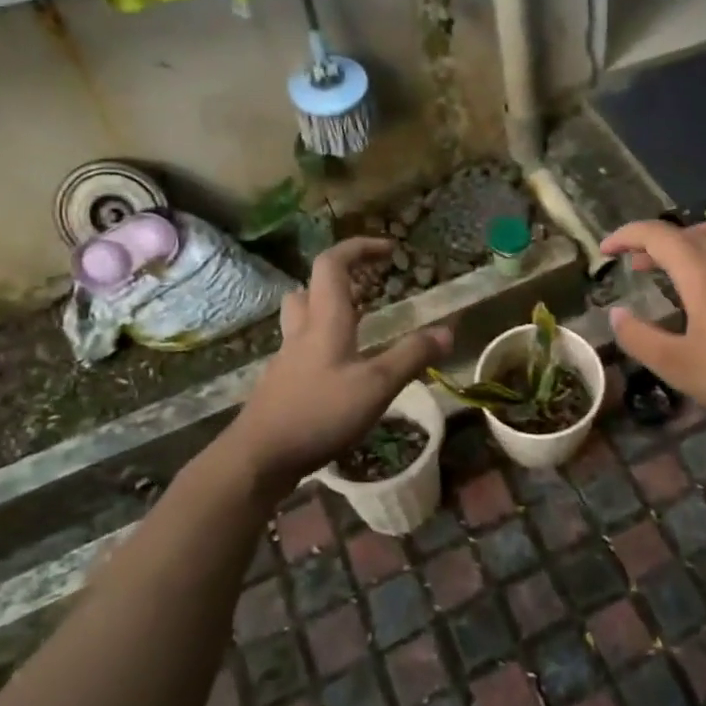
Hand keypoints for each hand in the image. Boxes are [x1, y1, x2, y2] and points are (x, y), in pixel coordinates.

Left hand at [228, 238, 452, 486]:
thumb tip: (447, 331)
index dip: (359, 248)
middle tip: (369, 290)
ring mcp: (287, 360)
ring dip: (327, 312)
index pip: (333, 264)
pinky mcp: (282, 385)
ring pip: (303, 319)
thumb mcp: (376, 386)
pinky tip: (342, 373)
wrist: (258, 457)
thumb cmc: (319, 413)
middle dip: (340, 280)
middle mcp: (302, 332)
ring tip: (358, 327)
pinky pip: (302, 351)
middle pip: (310, 289)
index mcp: (325, 321)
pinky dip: (323, 347)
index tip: (388, 250)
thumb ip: (412, 356)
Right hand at [600, 219, 705, 439]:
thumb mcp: (679, 365)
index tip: (606, 250)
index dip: (626, 235)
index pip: (657, 234)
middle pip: (687, 231)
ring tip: (676, 263)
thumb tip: (617, 314)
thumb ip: (641, 338)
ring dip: (689, 240)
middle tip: (634, 266)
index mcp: (703, 270)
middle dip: (654, 242)